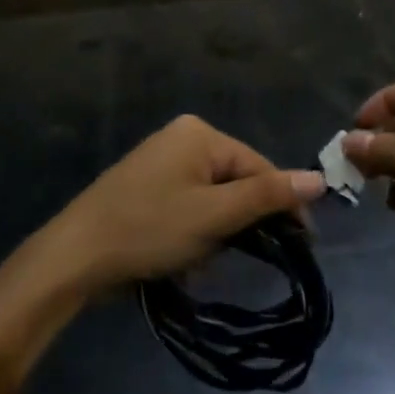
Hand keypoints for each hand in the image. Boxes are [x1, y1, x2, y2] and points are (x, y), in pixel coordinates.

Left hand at [45, 115, 325, 293]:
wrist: (75, 255)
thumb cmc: (149, 229)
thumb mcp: (214, 215)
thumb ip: (267, 196)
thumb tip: (319, 178)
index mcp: (200, 133)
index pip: (259, 166)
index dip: (283, 205)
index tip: (303, 245)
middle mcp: (182, 137)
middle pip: (236, 180)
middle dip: (240, 223)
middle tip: (233, 256)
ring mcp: (162, 160)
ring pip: (214, 197)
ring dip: (216, 232)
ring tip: (199, 260)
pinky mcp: (147, 185)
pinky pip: (190, 204)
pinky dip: (195, 231)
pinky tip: (181, 257)